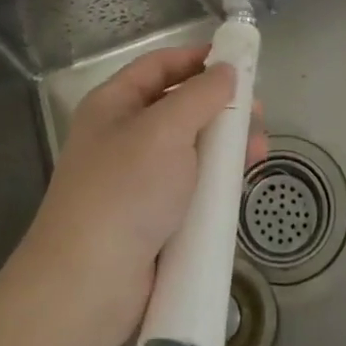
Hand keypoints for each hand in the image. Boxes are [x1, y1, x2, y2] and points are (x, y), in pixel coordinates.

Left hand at [13, 44, 266, 345]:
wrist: (87, 286)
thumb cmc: (125, 191)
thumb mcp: (166, 130)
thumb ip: (201, 95)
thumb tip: (227, 70)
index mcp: (114, 104)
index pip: (159, 66)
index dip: (197, 58)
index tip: (238, 60)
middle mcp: (123, 136)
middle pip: (179, 108)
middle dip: (220, 108)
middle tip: (259, 113)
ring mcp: (137, 181)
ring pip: (190, 151)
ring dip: (225, 147)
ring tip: (259, 152)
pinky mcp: (152, 219)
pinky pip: (190, 189)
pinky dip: (216, 184)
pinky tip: (241, 185)